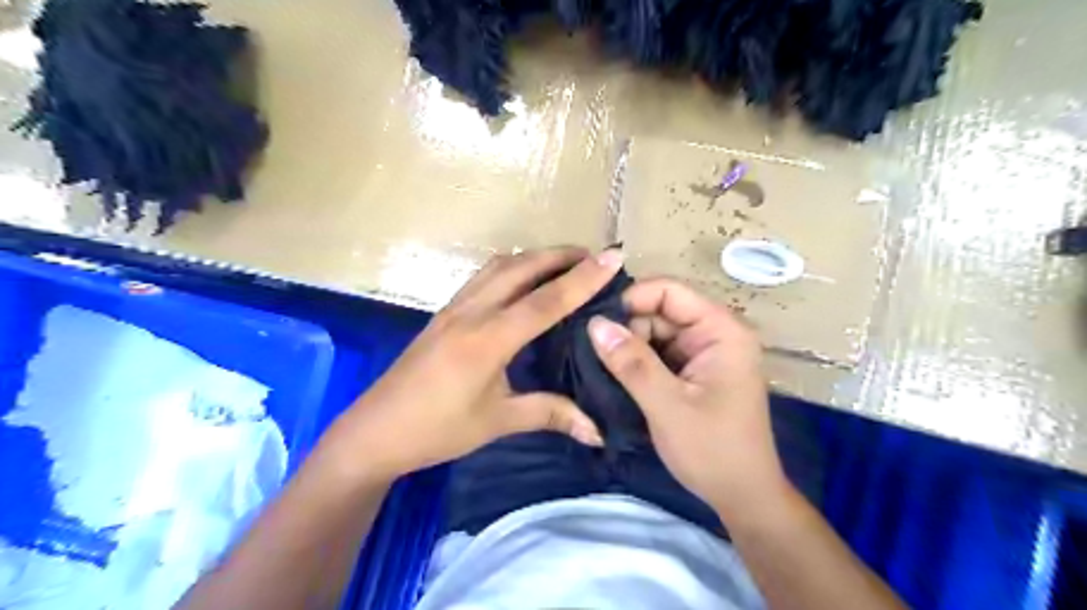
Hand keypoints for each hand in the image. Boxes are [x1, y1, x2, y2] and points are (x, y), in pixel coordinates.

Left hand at [320, 246, 624, 482]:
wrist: (374, 431)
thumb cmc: (436, 430)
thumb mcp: (498, 422)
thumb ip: (550, 414)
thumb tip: (598, 430)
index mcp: (489, 339)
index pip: (546, 300)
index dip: (583, 278)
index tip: (613, 257)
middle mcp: (472, 312)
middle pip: (521, 267)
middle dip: (560, 255)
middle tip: (594, 256)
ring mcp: (454, 308)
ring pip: (499, 265)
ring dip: (534, 257)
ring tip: (563, 262)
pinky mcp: (443, 313)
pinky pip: (483, 276)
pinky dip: (511, 267)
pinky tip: (522, 280)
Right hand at [592, 279, 785, 521]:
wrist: (742, 496)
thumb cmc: (712, 450)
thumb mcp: (667, 405)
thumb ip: (631, 363)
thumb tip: (595, 324)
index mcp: (721, 331)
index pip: (670, 291)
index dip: (632, 299)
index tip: (597, 323)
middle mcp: (714, 333)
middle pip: (660, 310)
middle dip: (627, 327)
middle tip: (593, 352)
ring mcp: (703, 353)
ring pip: (655, 332)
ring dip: (629, 346)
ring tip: (599, 365)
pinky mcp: (692, 371)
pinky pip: (658, 353)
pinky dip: (636, 361)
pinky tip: (615, 374)